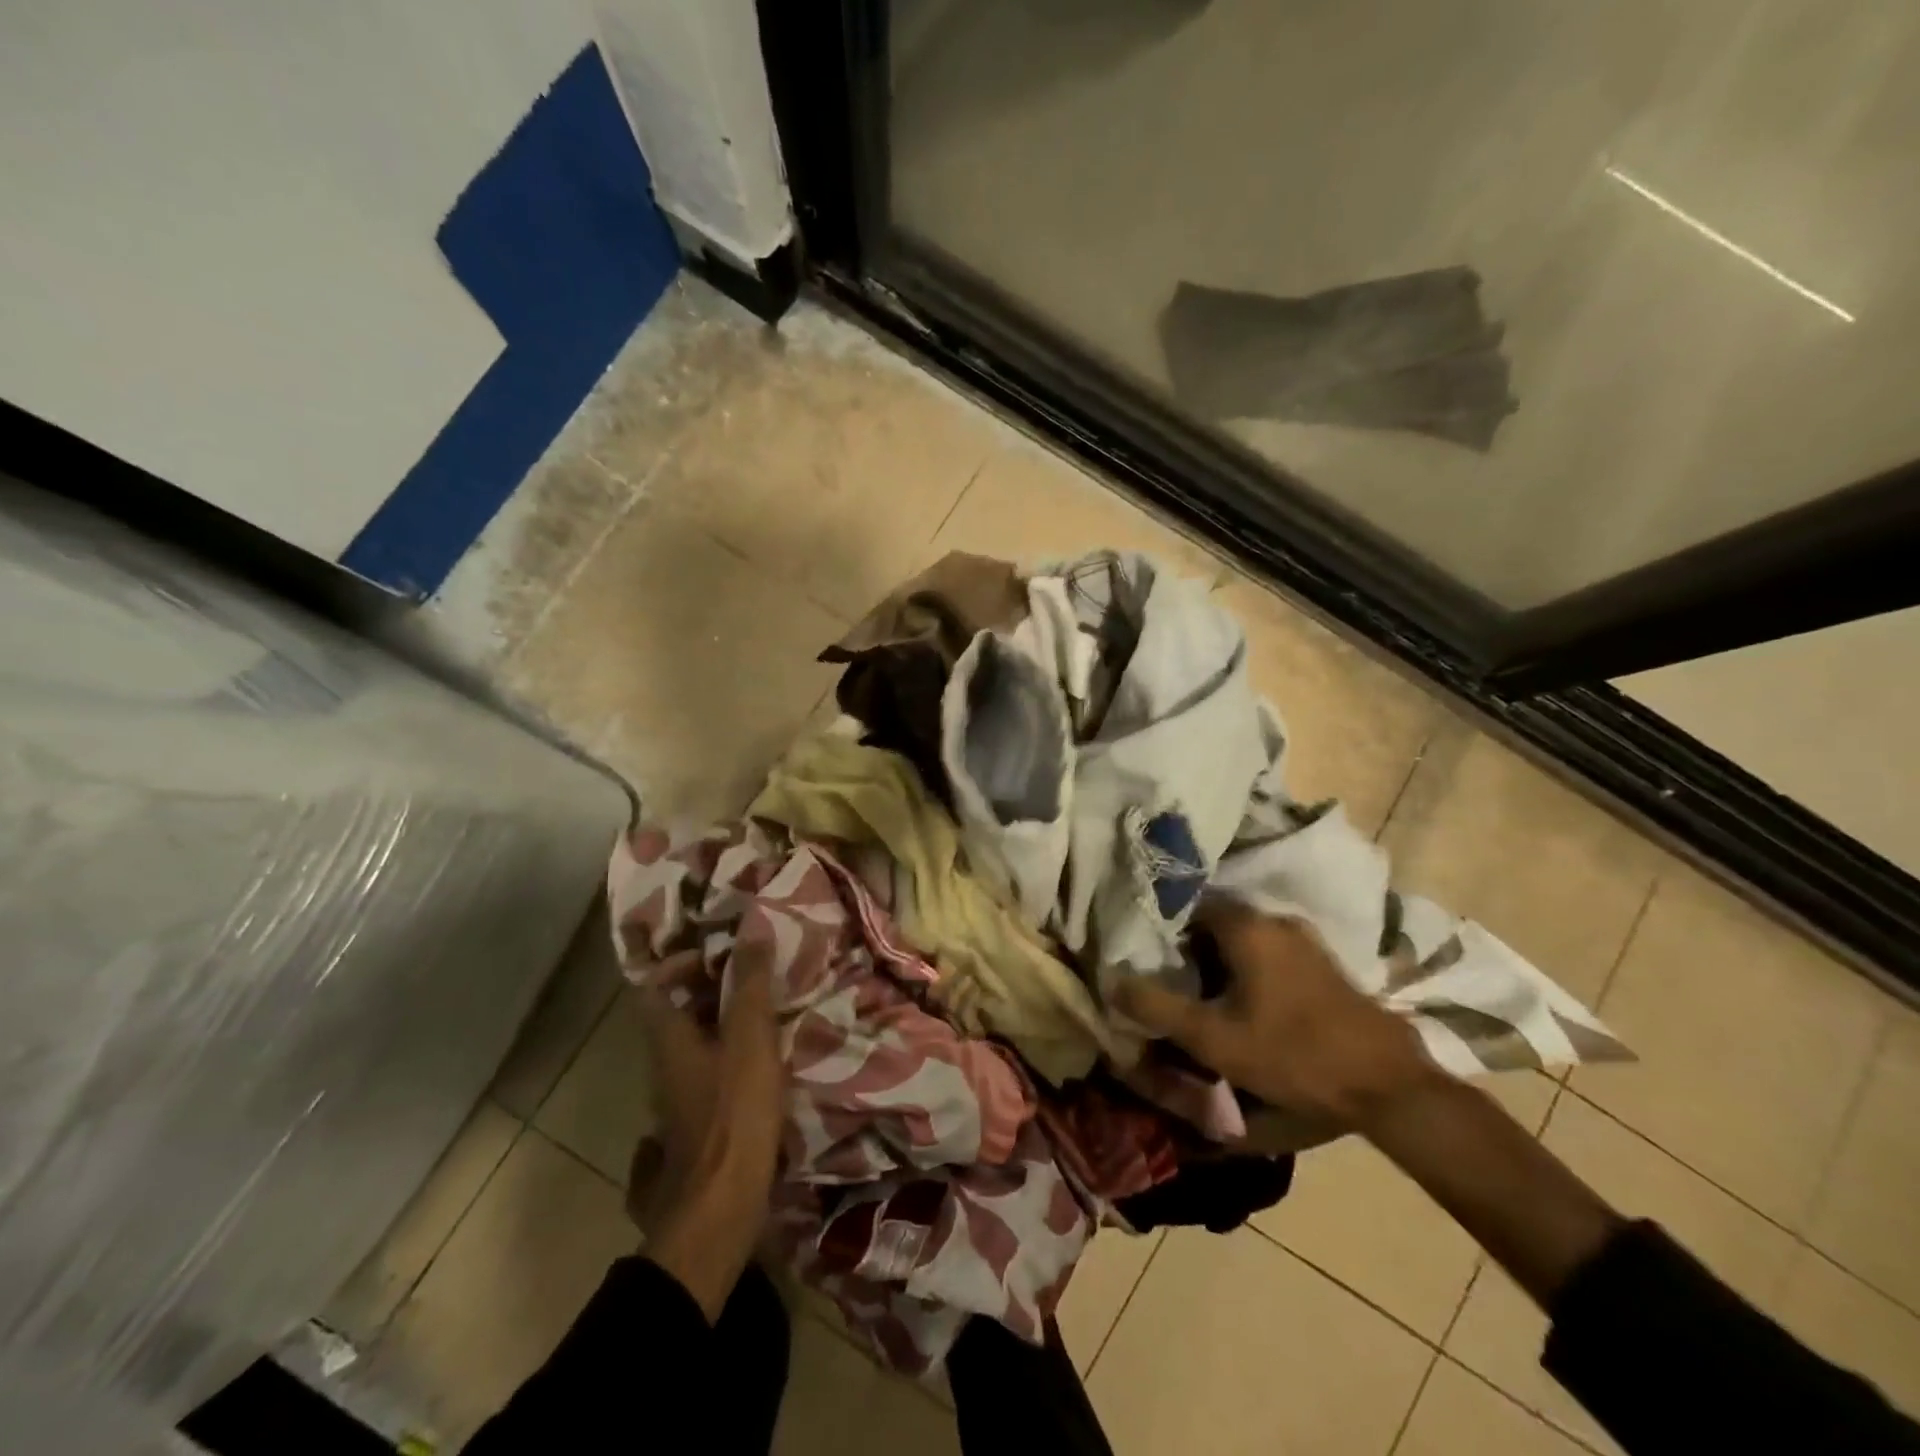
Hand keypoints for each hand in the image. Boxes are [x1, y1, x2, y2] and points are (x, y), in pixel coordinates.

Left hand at [632, 960, 784, 1321]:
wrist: (720, 1209)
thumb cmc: (734, 1113)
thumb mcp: (750, 1037)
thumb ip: (750, 983)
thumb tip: (752, 929)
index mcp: (669, 1039)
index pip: (654, 986)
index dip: (681, 963)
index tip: (720, 954)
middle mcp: (665, 1067)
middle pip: (676, 1014)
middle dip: (712, 990)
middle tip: (754, 977)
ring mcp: (678, 1101)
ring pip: (695, 1046)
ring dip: (724, 1024)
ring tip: (767, 1013)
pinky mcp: (697, 1128)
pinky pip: (708, 1076)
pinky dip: (732, 1059)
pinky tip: (765, 1063)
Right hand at [1114, 903, 1437, 1129]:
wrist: (1387, 1085)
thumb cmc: (1291, 1053)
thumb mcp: (1213, 1038)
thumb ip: (1157, 1007)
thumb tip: (1111, 980)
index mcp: (1246, 925)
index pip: (1188, 905)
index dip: (1163, 929)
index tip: (1149, 958)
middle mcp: (1276, 919)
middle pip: (1216, 921)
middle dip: (1191, 947)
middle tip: (1173, 981)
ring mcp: (1306, 940)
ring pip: (1246, 938)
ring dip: (1222, 960)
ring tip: (1204, 996)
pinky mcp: (1325, 964)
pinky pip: (1271, 953)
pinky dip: (1250, 969)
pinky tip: (1247, 1003)